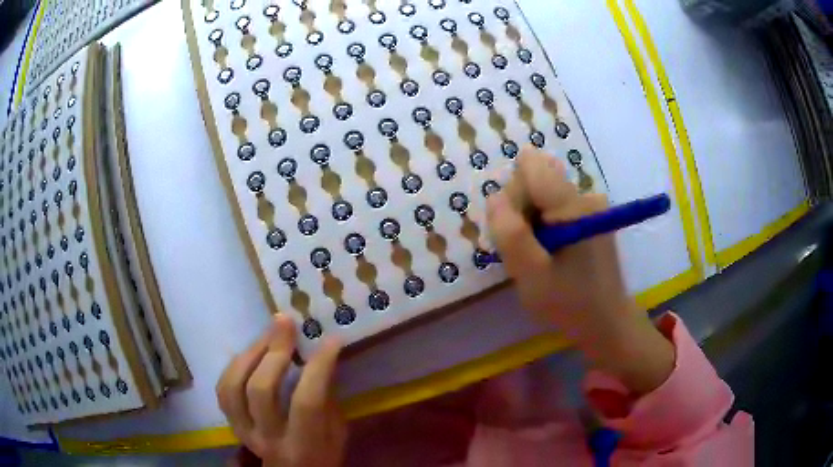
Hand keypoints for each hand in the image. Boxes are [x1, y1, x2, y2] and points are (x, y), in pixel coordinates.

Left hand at [217, 315, 346, 466]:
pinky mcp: (232, 425)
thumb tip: (319, 358)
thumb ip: (328, 400)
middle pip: (261, 390)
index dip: (318, 367)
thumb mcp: (337, 435)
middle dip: (274, 351)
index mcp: (304, 445)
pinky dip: (234, 366)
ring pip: (233, 387)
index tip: (331, 340)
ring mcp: (245, 431)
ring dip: (249, 354)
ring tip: (267, 334)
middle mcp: (269, 438)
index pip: (307, 402)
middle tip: (286, 322)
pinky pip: (223, 390)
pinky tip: (249, 352)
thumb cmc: (323, 457)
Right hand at [486, 147, 673, 393]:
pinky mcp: (591, 215)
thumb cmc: (570, 302)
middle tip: (527, 251)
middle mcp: (584, 194)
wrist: (607, 322)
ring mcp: (591, 204)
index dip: (514, 194)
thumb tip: (494, 196)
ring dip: (532, 222)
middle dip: (521, 210)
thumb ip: (510, 233)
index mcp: (572, 205)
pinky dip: (545, 227)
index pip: (530, 166)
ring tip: (540, 256)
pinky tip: (552, 253)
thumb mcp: (531, 275)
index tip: (518, 229)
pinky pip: (554, 206)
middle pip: (535, 178)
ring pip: (542, 194)